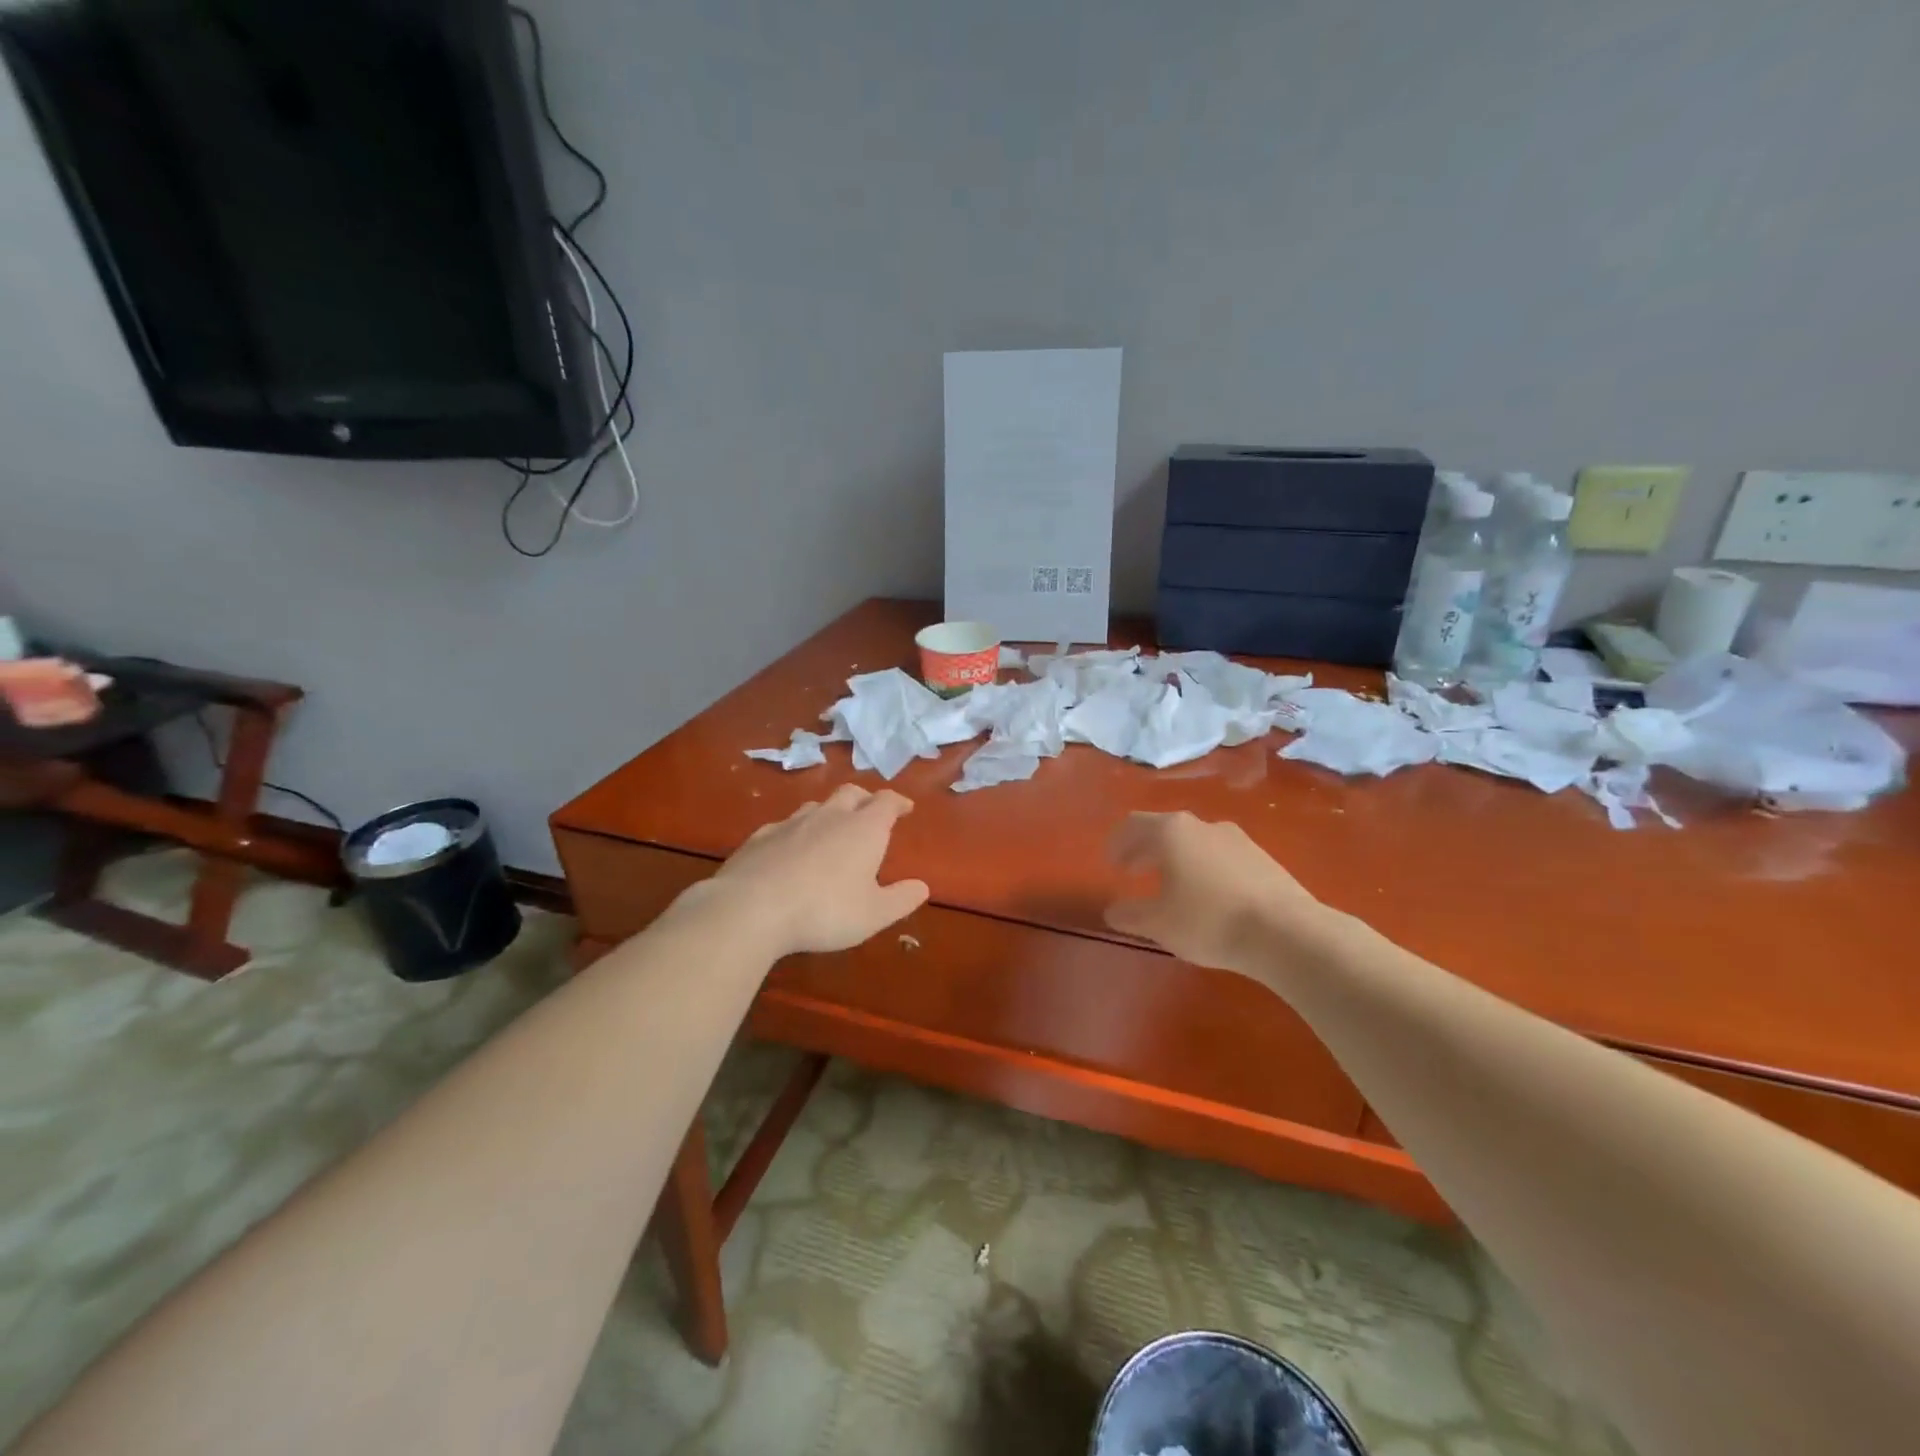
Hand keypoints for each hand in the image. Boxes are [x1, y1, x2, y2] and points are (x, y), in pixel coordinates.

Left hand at [702, 785, 929, 955]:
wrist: (751, 908)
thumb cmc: (825, 910)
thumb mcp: (873, 914)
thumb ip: (901, 900)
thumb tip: (922, 887)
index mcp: (863, 829)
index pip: (886, 802)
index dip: (898, 802)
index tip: (905, 807)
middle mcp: (829, 816)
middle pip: (851, 793)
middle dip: (865, 799)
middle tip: (871, 812)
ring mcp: (791, 823)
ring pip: (816, 805)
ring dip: (829, 812)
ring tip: (832, 829)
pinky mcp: (760, 837)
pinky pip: (784, 825)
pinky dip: (795, 832)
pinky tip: (790, 848)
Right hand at [1104, 811, 1326, 971]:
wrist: (1287, 932)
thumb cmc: (1209, 921)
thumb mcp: (1158, 924)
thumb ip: (1130, 915)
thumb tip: (1113, 911)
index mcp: (1171, 832)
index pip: (1134, 825)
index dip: (1118, 843)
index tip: (1112, 863)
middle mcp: (1202, 826)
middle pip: (1164, 829)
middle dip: (1145, 849)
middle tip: (1133, 871)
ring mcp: (1236, 839)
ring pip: (1195, 841)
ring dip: (1176, 858)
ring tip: (1172, 885)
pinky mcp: (1262, 858)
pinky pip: (1220, 855)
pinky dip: (1203, 867)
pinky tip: (1208, 895)